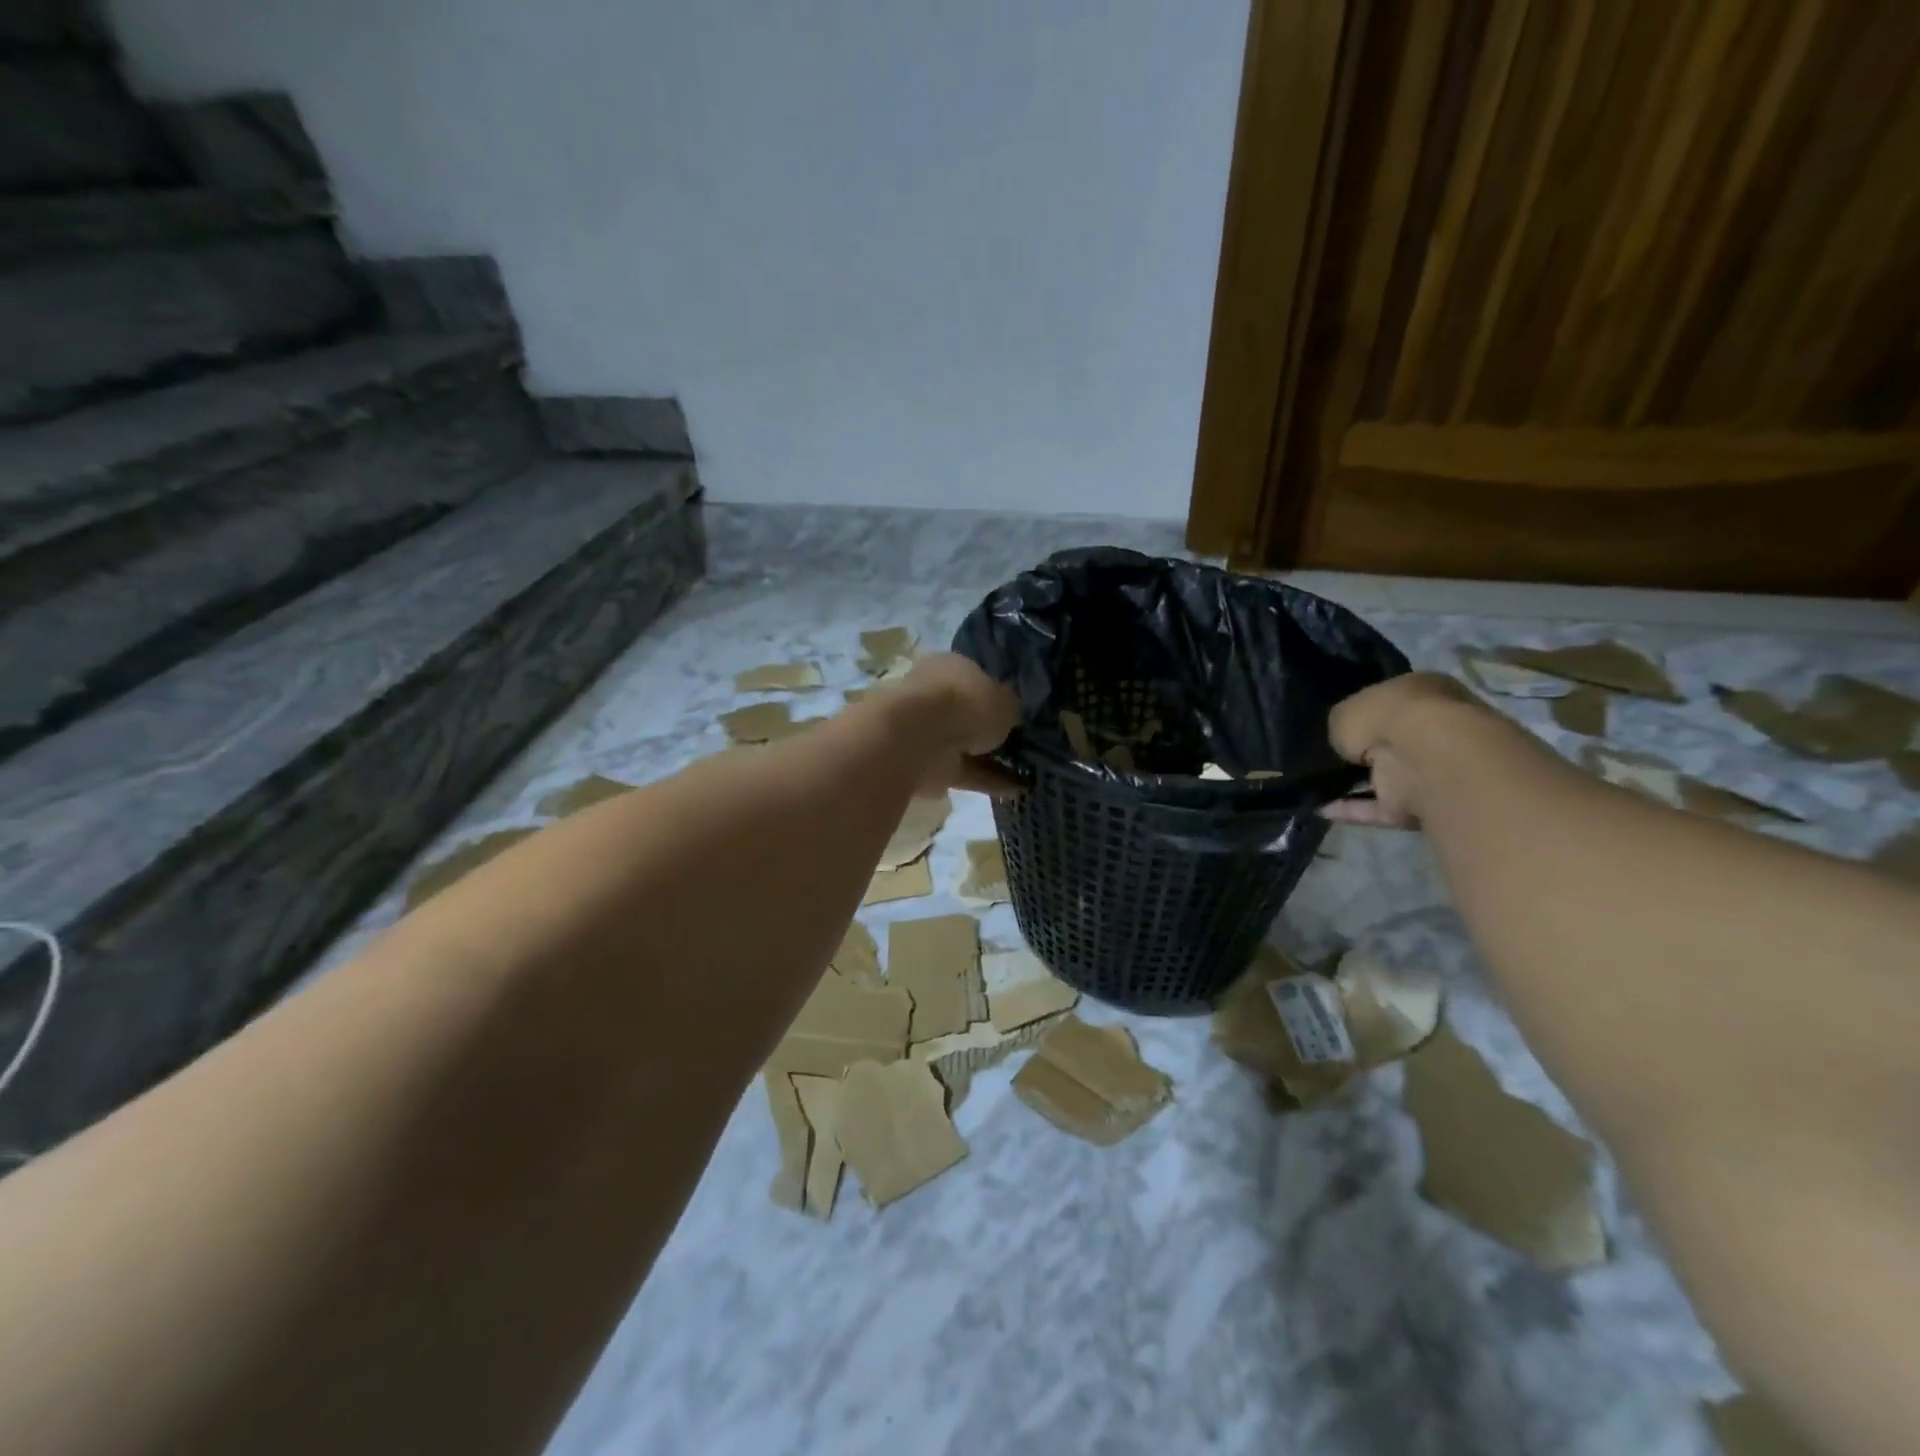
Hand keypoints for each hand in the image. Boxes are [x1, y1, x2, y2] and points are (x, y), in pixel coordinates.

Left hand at [889, 653, 1022, 795]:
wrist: (918, 738)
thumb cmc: (965, 703)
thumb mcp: (1006, 700)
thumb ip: (1010, 709)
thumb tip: (1012, 715)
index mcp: (951, 667)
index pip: (976, 678)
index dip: (998, 695)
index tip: (1018, 713)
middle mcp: (936, 695)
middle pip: (967, 713)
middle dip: (990, 728)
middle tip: (1022, 743)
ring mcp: (927, 731)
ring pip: (965, 744)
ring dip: (991, 759)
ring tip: (1027, 771)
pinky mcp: (927, 764)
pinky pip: (964, 771)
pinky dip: (987, 780)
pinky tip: (1016, 791)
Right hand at [1323, 672, 1478, 828]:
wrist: (1425, 757)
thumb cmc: (1388, 716)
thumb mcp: (1345, 710)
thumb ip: (1343, 725)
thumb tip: (1345, 741)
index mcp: (1425, 692)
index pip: (1393, 702)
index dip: (1366, 714)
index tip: (1342, 726)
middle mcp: (1434, 728)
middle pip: (1395, 741)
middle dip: (1368, 751)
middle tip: (1332, 756)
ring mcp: (1433, 769)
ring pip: (1389, 776)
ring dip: (1359, 784)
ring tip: (1319, 786)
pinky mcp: (1422, 804)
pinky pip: (1381, 807)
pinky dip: (1355, 810)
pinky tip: (1324, 808)